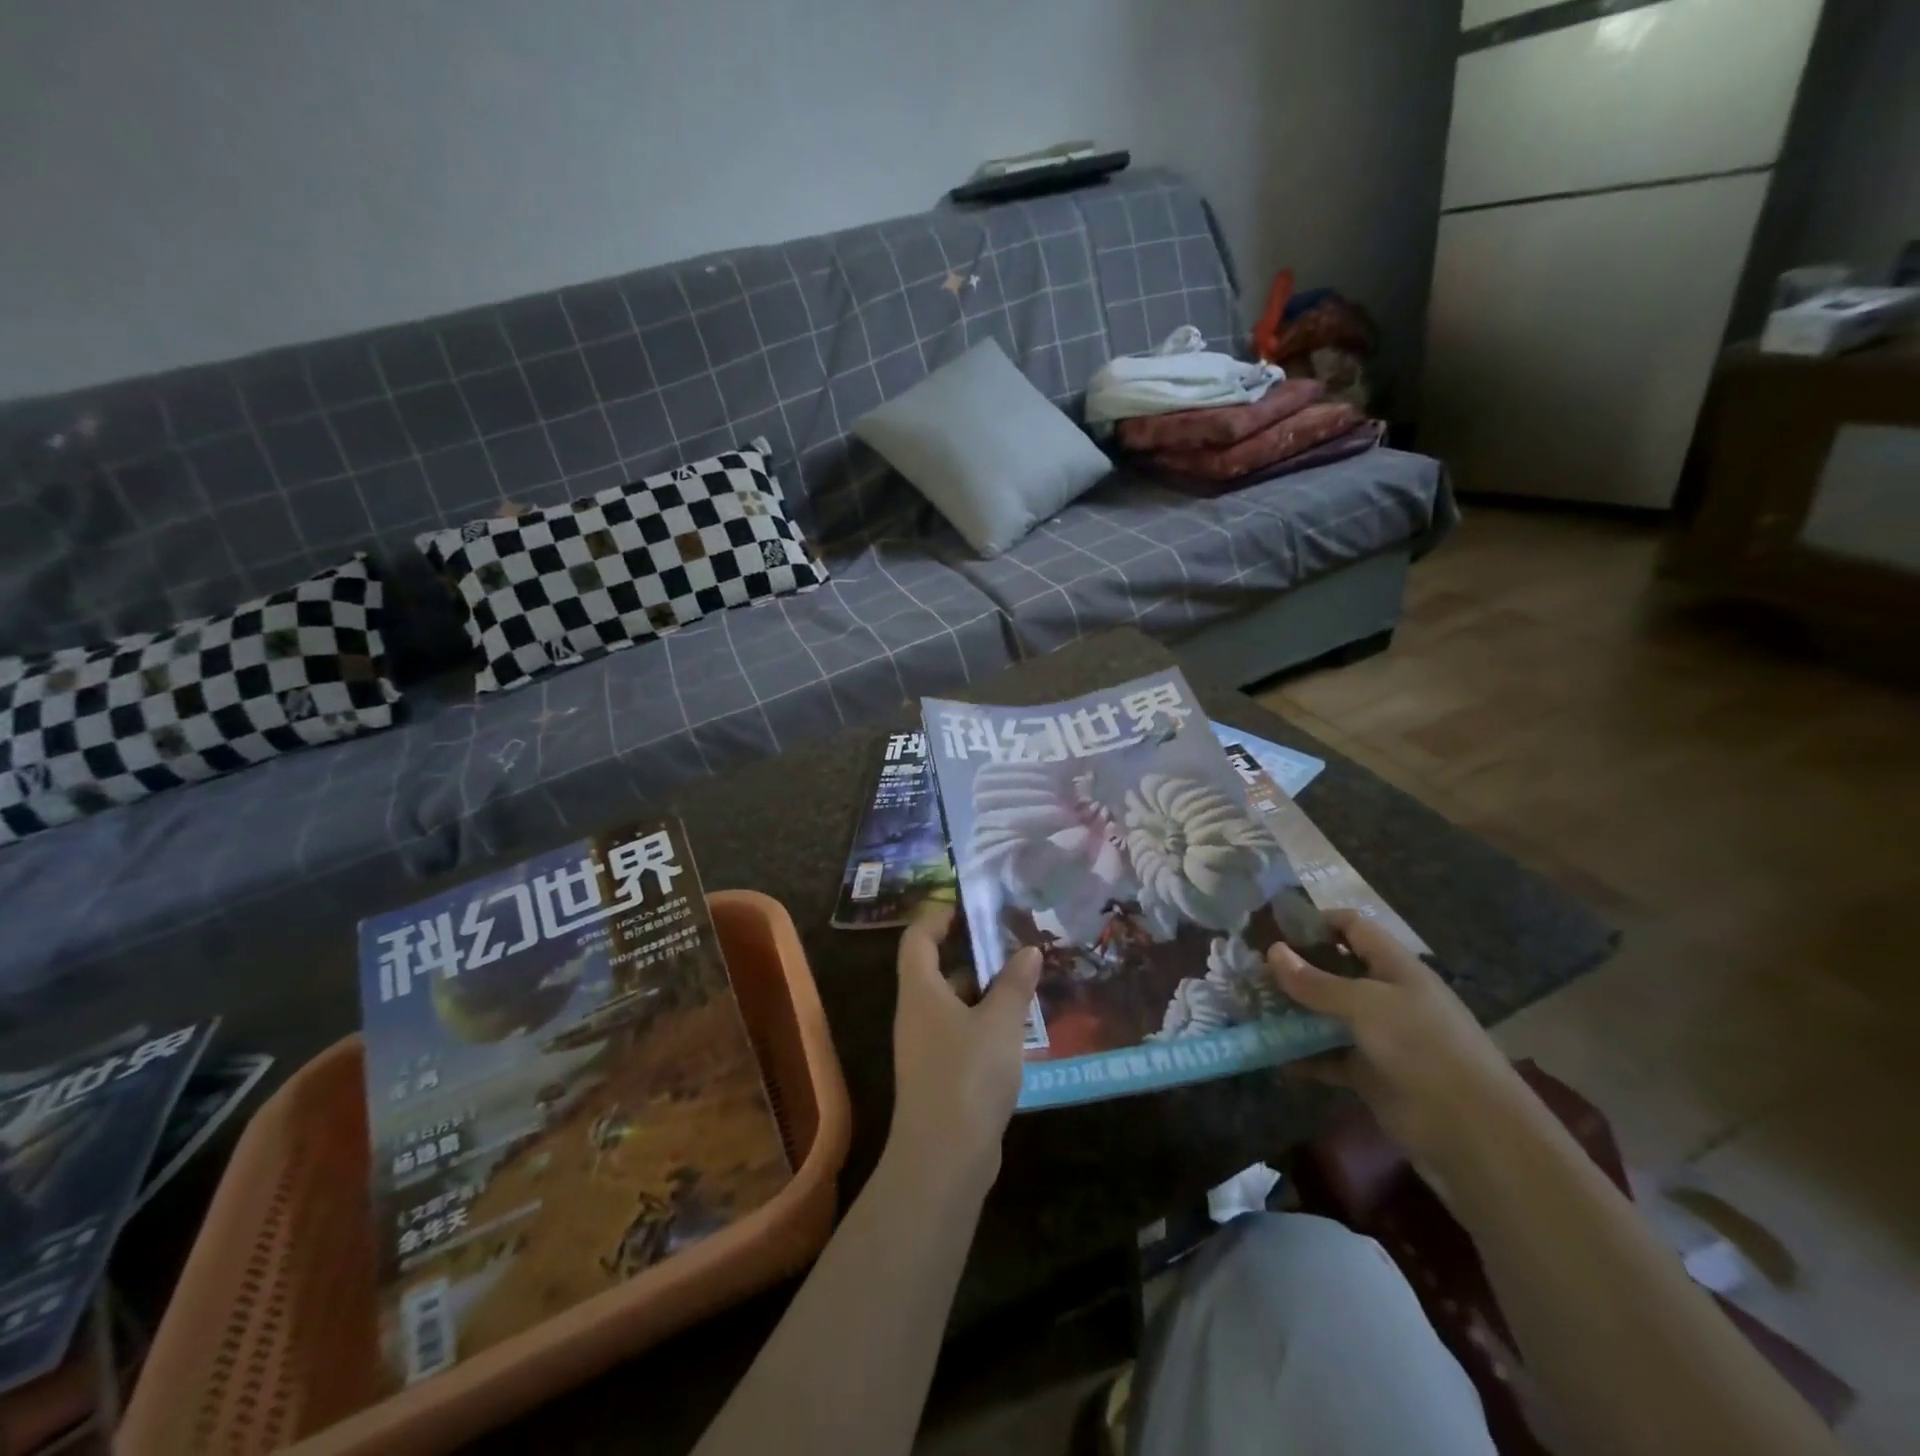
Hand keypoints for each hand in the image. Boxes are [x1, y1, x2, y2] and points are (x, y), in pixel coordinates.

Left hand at [888, 905, 1041, 1191]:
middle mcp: (917, 1012)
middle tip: (1014, 943)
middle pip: (938, 968)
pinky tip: (1020, 1029)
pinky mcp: (941, 1075)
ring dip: (986, 991)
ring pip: (954, 1003)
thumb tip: (1029, 950)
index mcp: (921, 990)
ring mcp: (926, 1046)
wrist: (944, 1158)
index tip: (973, 908)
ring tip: (1026, 981)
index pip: (918, 937)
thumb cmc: (968, 1075)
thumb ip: (1014, 983)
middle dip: (974, 954)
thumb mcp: (1000, 1022)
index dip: (940, 916)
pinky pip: (962, 1033)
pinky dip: (986, 1023)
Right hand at [1270, 909, 1534, 1179]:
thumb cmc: (1425, 1050)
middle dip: (1294, 969)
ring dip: (1292, 1012)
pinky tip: (1270, 1055)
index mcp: (1396, 968)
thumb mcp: (1367, 1006)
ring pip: (1326, 1015)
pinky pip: (1328, 1057)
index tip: (1273, 927)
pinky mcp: (1371, 1075)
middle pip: (1334, 971)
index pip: (1353, 928)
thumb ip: (1317, 982)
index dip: (1317, 921)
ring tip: (1248, 1007)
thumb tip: (1272, 951)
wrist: (1476, 1136)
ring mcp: (1378, 1037)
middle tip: (1248, 970)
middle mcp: (1386, 997)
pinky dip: (1301, 1056)